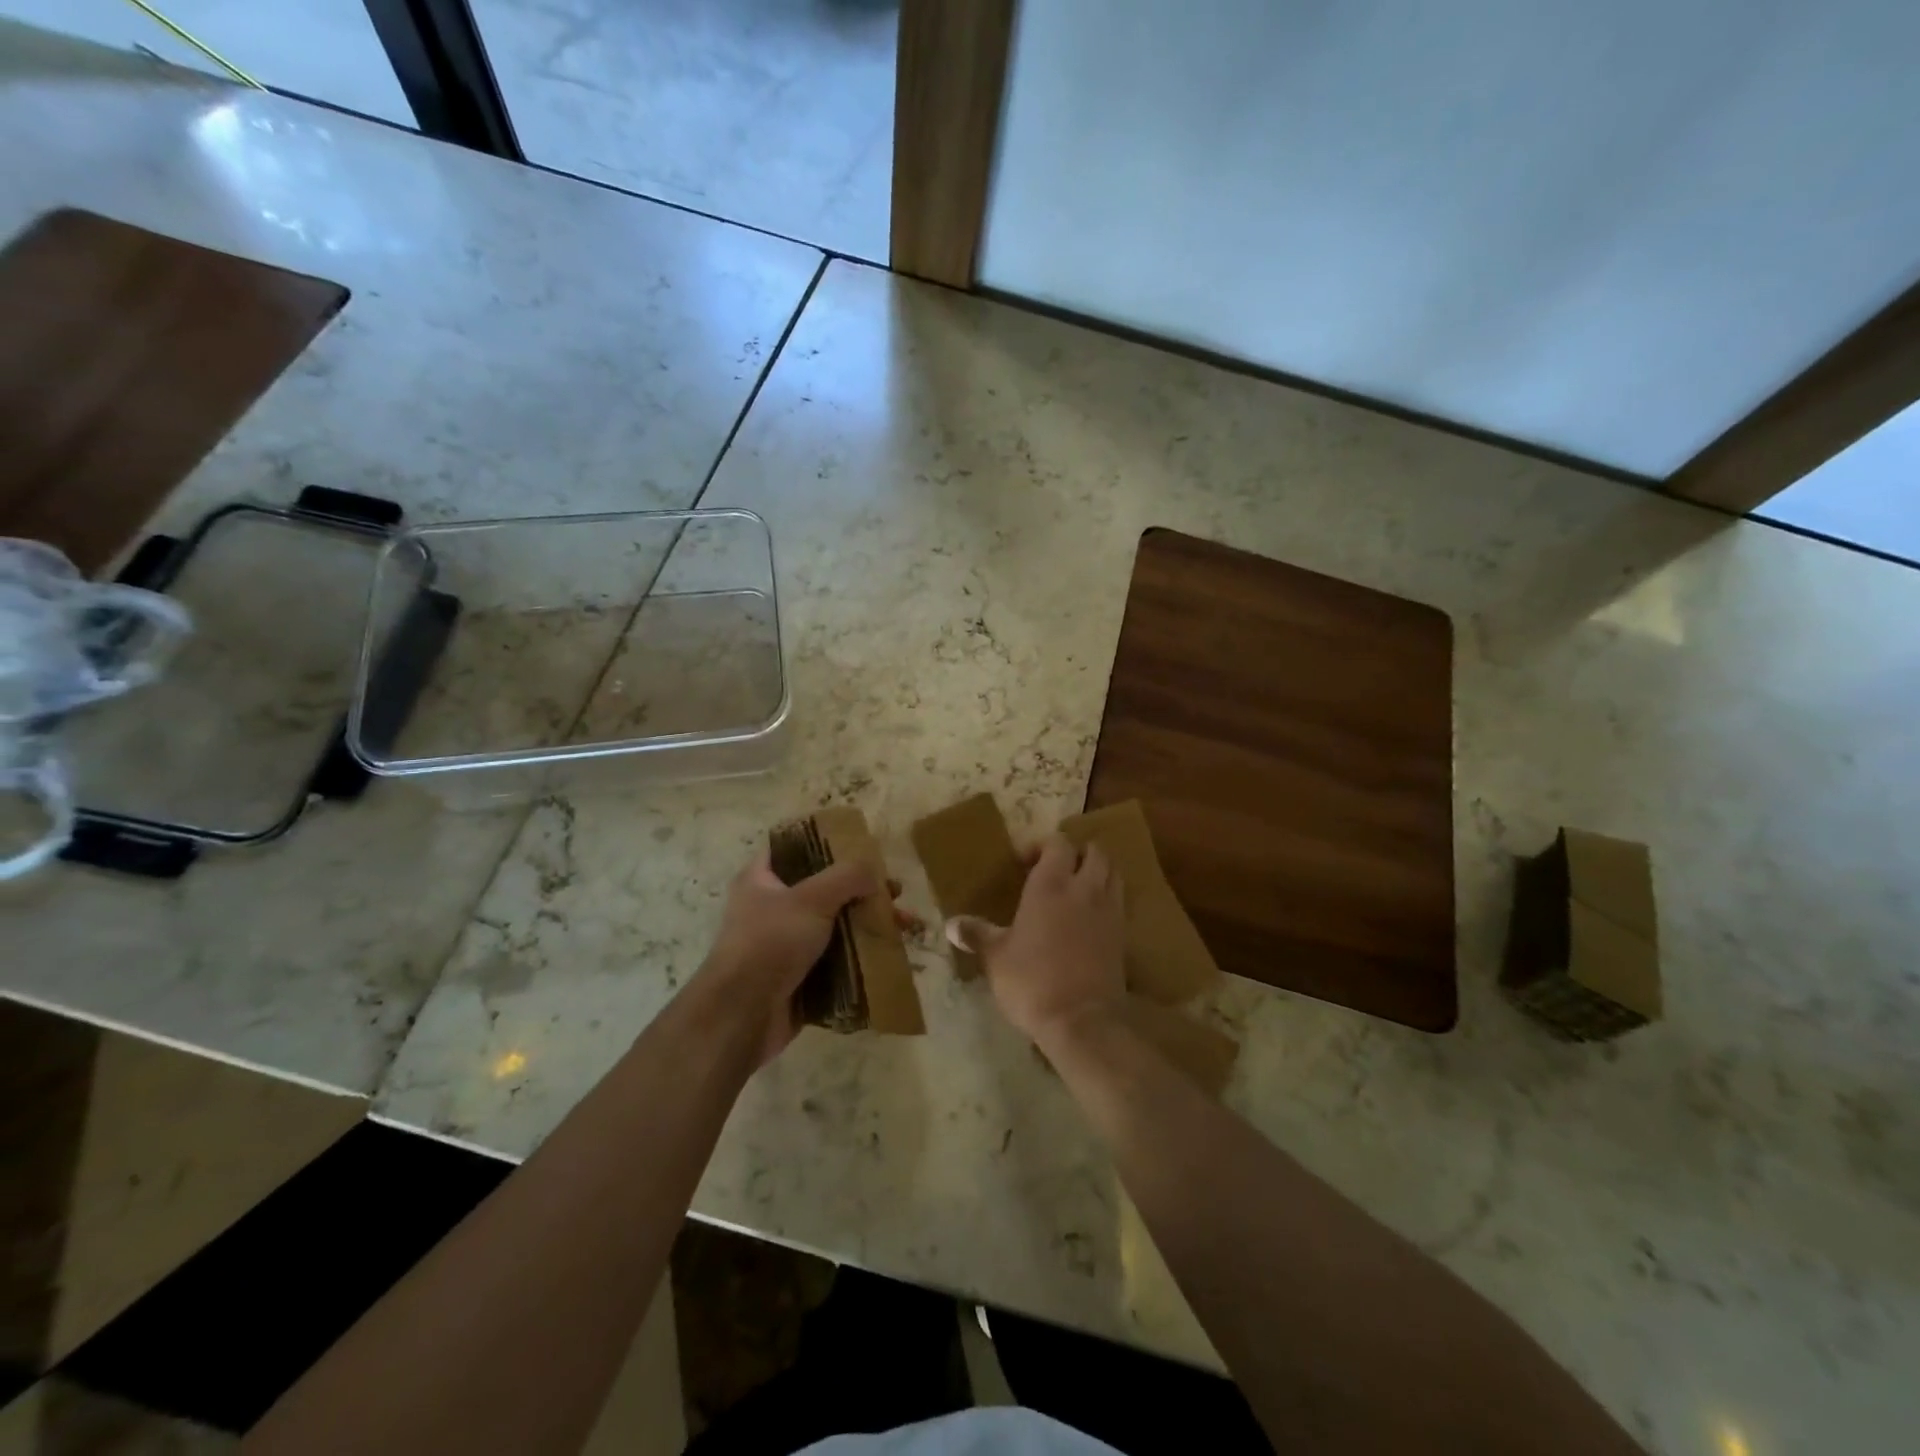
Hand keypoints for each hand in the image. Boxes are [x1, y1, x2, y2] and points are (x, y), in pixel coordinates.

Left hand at [700, 847, 876, 1065]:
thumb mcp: (810, 898)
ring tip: (902, 925)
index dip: (827, 843)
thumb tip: (875, 874)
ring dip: (867, 924)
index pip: (794, 847)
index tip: (863, 847)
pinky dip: (860, 956)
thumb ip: (847, 876)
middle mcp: (771, 907)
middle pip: (824, 888)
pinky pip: (836, 959)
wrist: (742, 1016)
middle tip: (894, 892)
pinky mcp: (799, 976)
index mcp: (761, 879)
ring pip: (834, 925)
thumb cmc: (770, 943)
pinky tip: (889, 954)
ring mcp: (785, 944)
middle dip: (862, 890)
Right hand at [947, 834, 1125, 1051]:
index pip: (1058, 843)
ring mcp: (1109, 910)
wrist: (1082, 1020)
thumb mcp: (996, 958)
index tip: (1023, 862)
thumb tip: (951, 925)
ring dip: (1097, 871)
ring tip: (1076, 887)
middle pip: (1094, 851)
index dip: (1042, 845)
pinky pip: (1119, 900)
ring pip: (1113, 872)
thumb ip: (977, 934)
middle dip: (1076, 853)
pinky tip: (1089, 916)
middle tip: (1055, 870)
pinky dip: (1107, 897)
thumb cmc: (1032, 981)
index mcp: (1051, 885)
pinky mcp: (1123, 934)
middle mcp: (1084, 889)